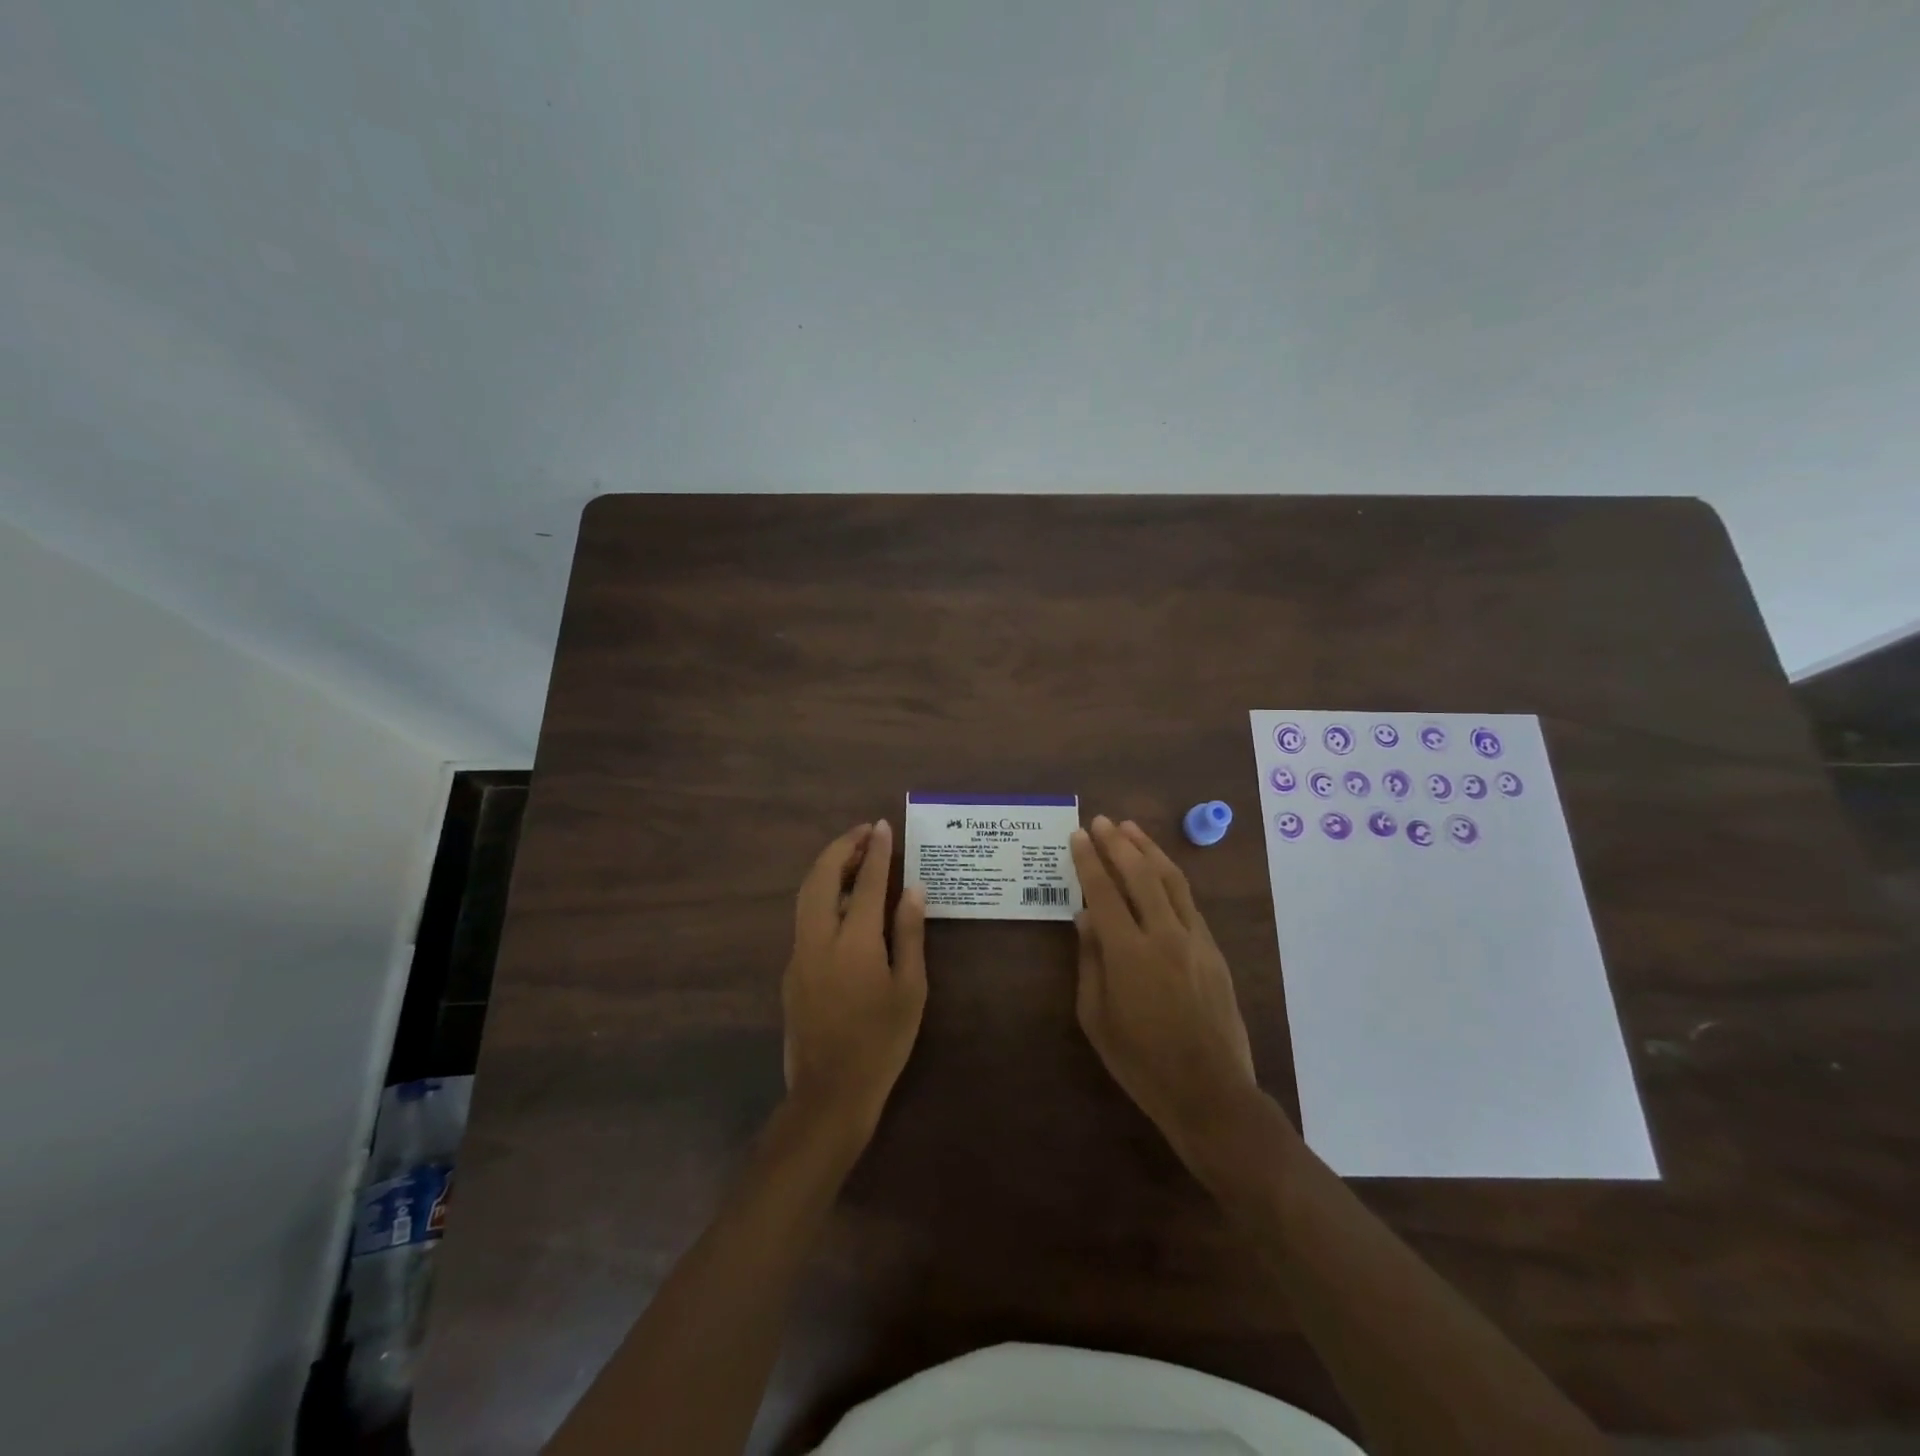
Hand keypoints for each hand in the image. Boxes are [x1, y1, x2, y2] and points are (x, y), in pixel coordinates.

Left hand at [782, 820, 927, 1144]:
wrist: (830, 1093)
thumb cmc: (882, 1043)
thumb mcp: (910, 990)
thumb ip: (910, 934)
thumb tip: (913, 889)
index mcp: (855, 943)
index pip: (866, 883)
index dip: (876, 851)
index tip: (883, 826)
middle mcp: (819, 939)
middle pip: (823, 877)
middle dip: (842, 847)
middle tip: (865, 833)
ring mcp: (799, 954)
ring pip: (807, 894)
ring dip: (829, 867)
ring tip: (855, 855)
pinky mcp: (791, 969)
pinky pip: (805, 916)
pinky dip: (823, 893)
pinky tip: (843, 899)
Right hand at [1071, 816, 1261, 1167]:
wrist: (1210, 1093)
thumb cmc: (1141, 1062)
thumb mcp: (1097, 1017)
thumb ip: (1090, 961)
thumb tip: (1085, 917)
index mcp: (1129, 953)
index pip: (1104, 891)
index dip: (1089, 860)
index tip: (1078, 835)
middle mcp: (1164, 936)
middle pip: (1141, 875)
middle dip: (1119, 843)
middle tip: (1102, 821)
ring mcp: (1195, 940)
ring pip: (1172, 880)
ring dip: (1150, 850)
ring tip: (1132, 829)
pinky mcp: (1214, 950)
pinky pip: (1189, 902)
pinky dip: (1171, 877)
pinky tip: (1160, 870)